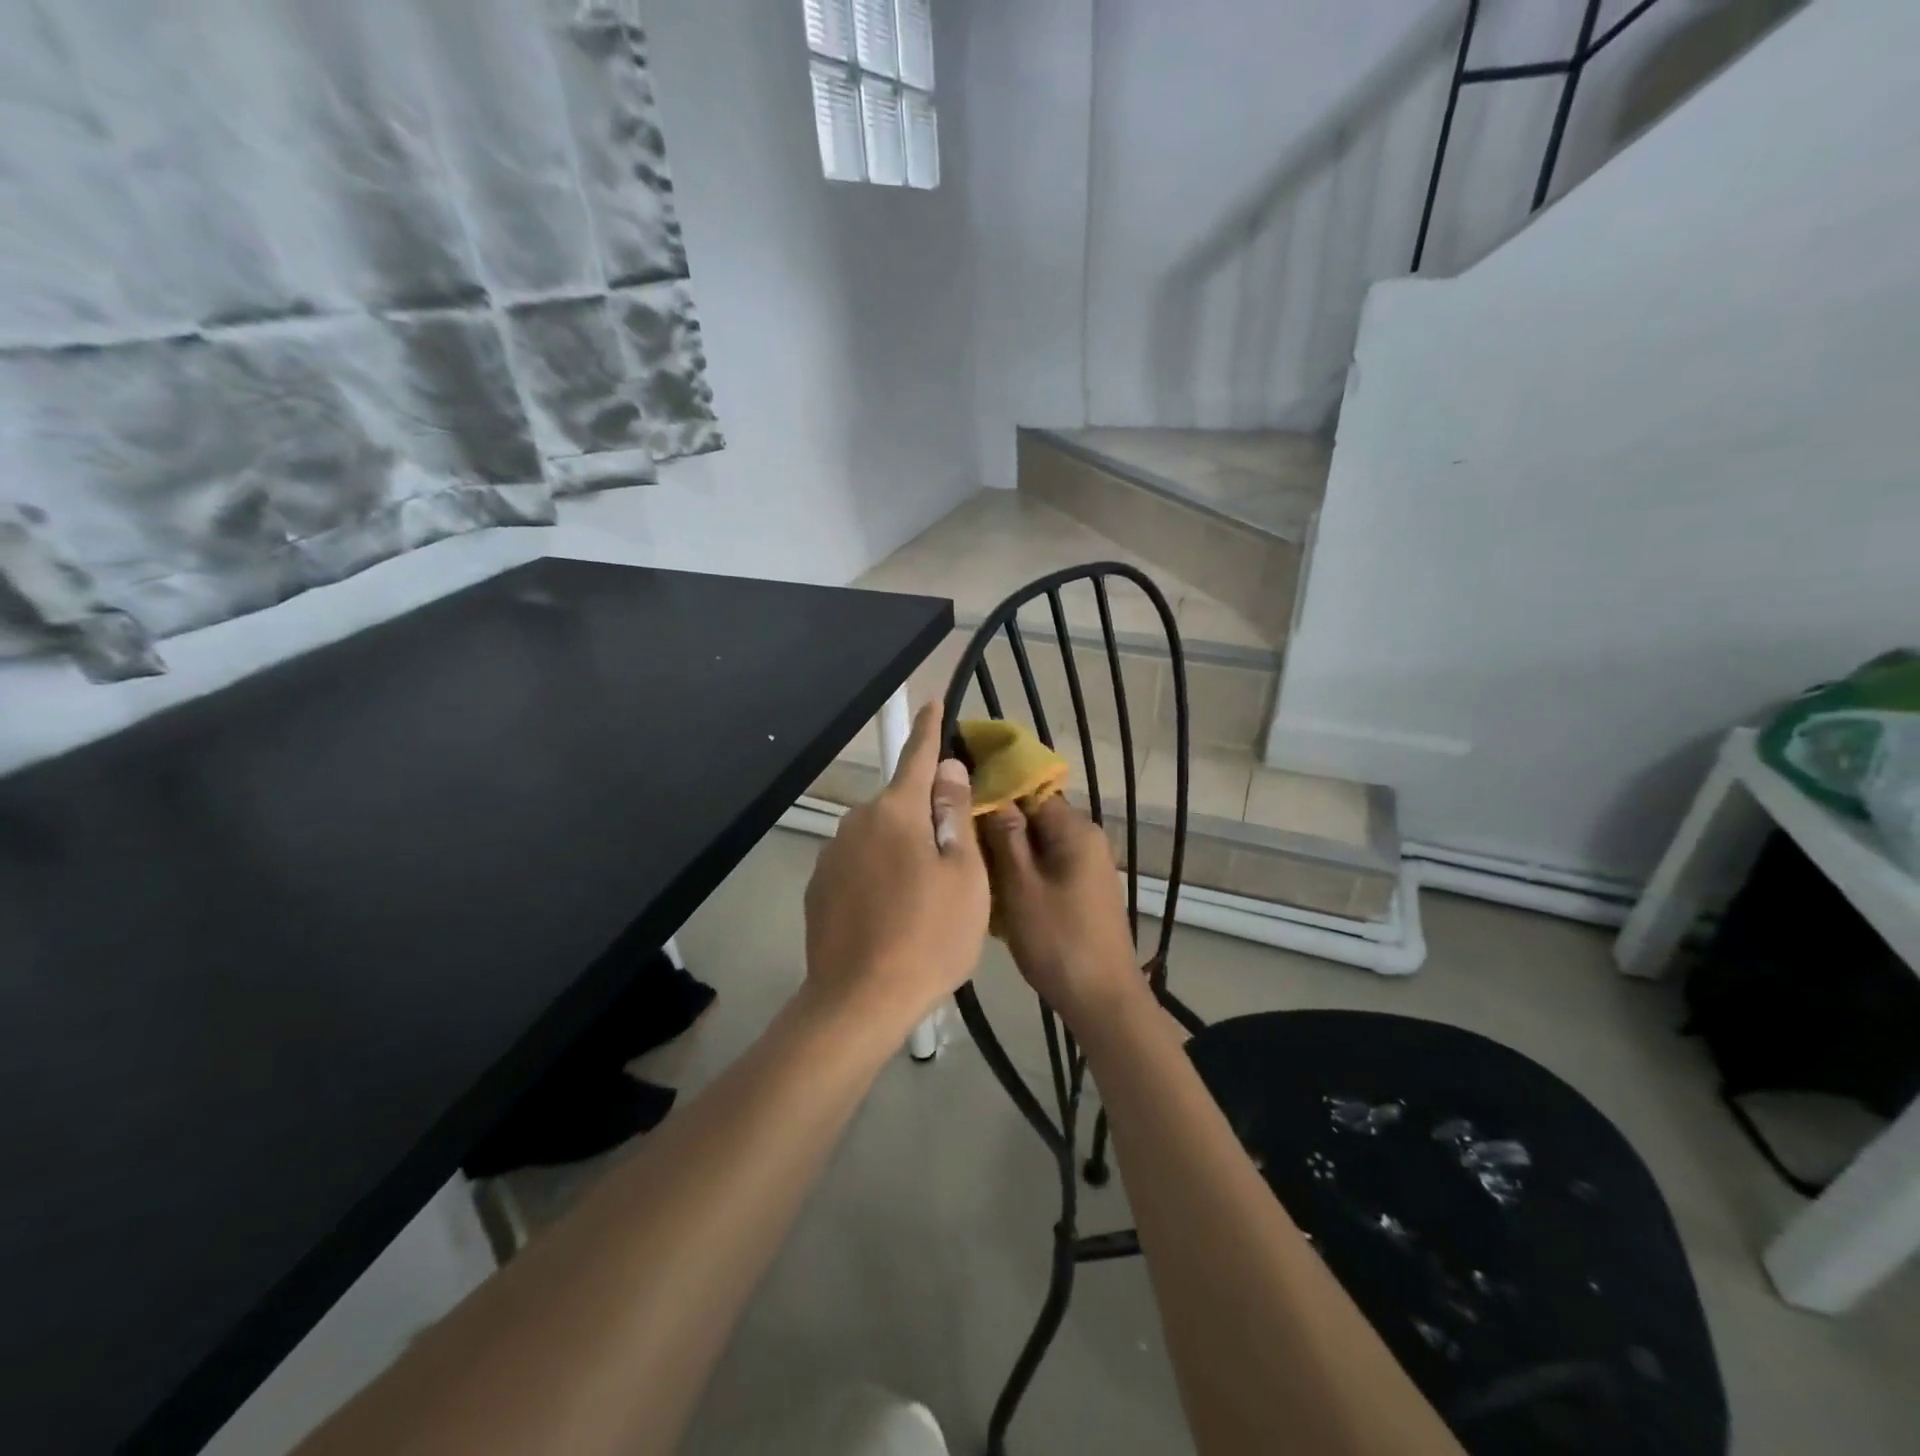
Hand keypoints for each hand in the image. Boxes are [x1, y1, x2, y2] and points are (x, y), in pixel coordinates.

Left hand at [803, 703, 988, 1035]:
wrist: (859, 1001)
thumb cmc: (929, 936)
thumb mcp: (964, 875)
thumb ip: (953, 814)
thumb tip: (947, 769)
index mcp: (897, 812)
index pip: (917, 756)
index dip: (929, 730)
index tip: (933, 703)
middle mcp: (857, 822)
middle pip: (900, 804)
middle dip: (924, 814)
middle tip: (952, 856)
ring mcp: (832, 855)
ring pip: (879, 837)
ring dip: (901, 849)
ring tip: (923, 896)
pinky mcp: (819, 888)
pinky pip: (859, 866)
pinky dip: (878, 875)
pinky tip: (890, 914)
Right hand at [980, 797, 1144, 1028]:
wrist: (1102, 999)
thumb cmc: (1057, 940)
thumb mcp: (1021, 885)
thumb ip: (1005, 836)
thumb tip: (991, 794)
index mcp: (1075, 830)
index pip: (1030, 791)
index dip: (995, 795)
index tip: (960, 808)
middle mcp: (1087, 839)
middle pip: (1035, 817)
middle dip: (999, 828)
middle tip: (962, 845)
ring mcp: (1088, 866)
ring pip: (1038, 845)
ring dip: (1009, 855)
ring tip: (975, 870)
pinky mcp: (1084, 890)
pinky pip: (1048, 867)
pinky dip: (1024, 874)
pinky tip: (1000, 895)